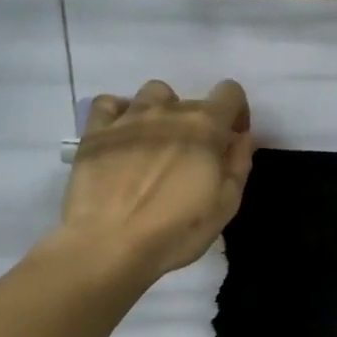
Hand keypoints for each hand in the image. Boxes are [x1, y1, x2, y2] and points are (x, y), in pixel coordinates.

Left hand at [55, 79, 255, 289]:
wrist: (110, 244)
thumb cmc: (178, 229)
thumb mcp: (226, 204)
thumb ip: (238, 163)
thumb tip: (241, 138)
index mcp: (205, 126)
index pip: (230, 93)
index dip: (237, 113)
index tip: (232, 139)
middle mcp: (168, 111)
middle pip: (193, 100)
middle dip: (201, 124)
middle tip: (194, 159)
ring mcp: (128, 118)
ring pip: (153, 93)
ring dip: (163, 111)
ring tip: (159, 142)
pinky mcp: (95, 131)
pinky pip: (109, 103)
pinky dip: (120, 112)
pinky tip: (123, 135)